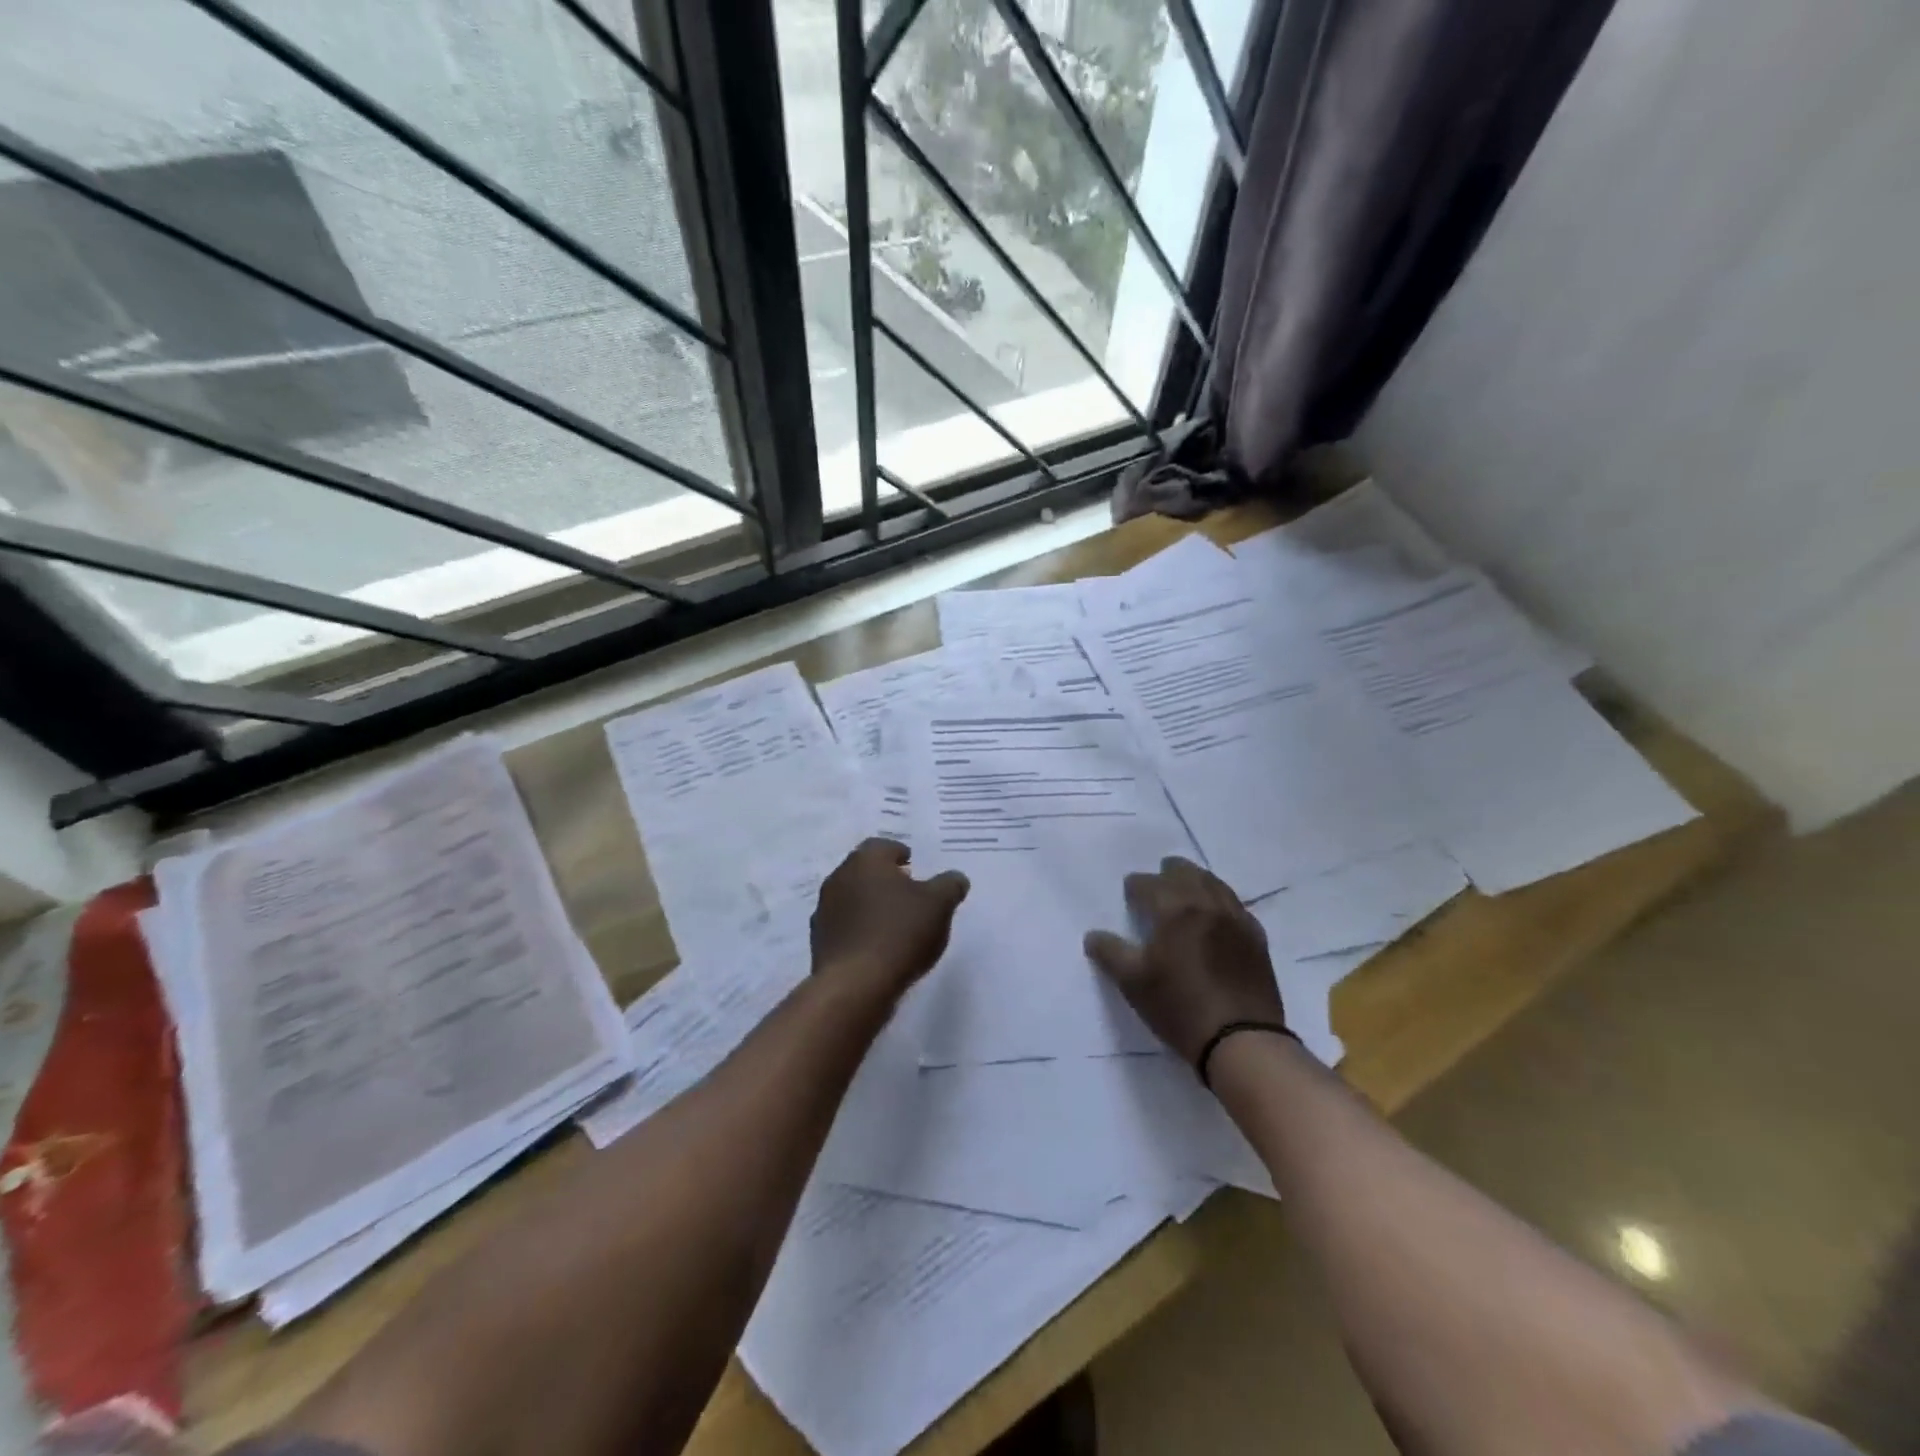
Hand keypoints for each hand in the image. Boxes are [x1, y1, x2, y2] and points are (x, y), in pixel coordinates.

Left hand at [811, 838, 969, 1005]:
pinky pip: (844, 927)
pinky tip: (877, 946)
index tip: (913, 865)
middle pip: (864, 871)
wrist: (855, 984)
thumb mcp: (939, 905)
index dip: (900, 854)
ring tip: (893, 922)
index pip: (882, 846)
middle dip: (884, 879)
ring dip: (869, 905)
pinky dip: (859, 930)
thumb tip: (956, 878)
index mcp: (866, 860)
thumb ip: (950, 885)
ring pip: (852, 898)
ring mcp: (824, 910)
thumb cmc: (900, 932)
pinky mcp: (819, 941)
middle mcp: (839, 878)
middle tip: (907, 892)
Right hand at [1083, 856, 1284, 1063]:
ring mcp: (1236, 920)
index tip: (1129, 892)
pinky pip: (1236, 906)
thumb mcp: (1133, 983)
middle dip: (1168, 874)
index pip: (1149, 884)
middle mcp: (1208, 904)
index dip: (1136, 886)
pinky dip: (1221, 900)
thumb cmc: (1180, 1007)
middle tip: (1157, 881)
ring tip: (1186, 889)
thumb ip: (1110, 953)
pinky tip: (1217, 914)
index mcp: (1175, 909)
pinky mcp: (1257, 939)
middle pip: (1186, 873)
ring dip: (1196, 880)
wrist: (1242, 1040)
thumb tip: (1093, 935)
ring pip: (1215, 884)